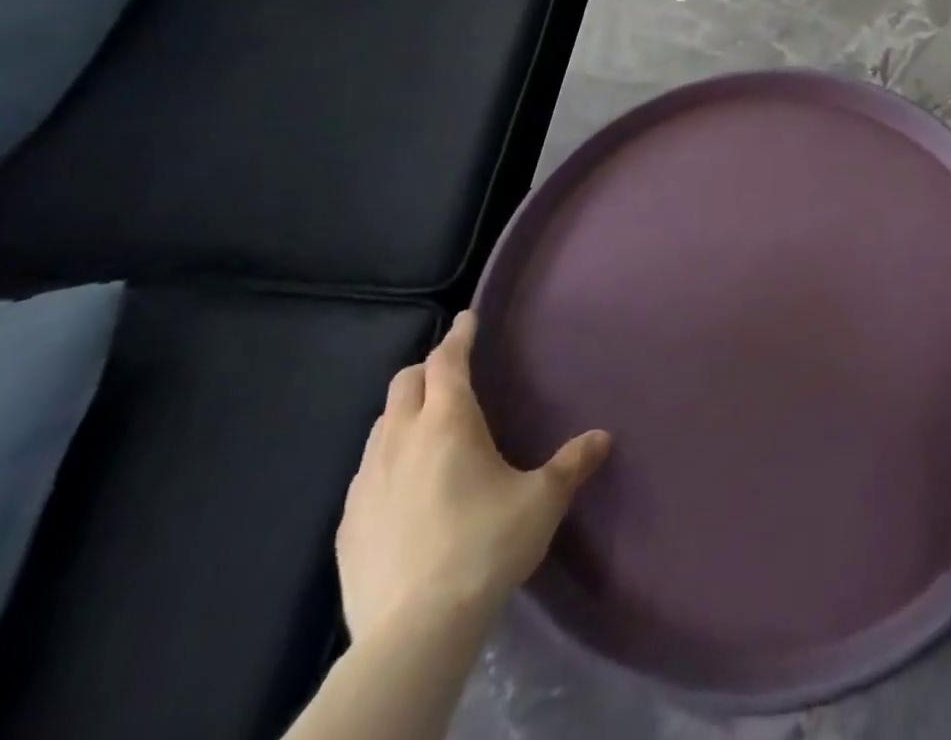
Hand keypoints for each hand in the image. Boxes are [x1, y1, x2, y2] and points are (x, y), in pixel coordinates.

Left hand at [335, 310, 609, 641]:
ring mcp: (366, 483)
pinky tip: (403, 488)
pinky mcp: (347, 526)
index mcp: (448, 421)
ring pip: (380, 426)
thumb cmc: (485, 546)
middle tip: (452, 374)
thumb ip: (572, 463)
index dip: (459, 335)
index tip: (467, 318)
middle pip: (405, 383)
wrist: (414, 632)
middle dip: (428, 369)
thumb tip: (603, 437)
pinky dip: (385, 461)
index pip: (448, 360)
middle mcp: (400, 440)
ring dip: (403, 414)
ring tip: (427, 430)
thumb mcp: (541, 501)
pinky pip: (365, 473)